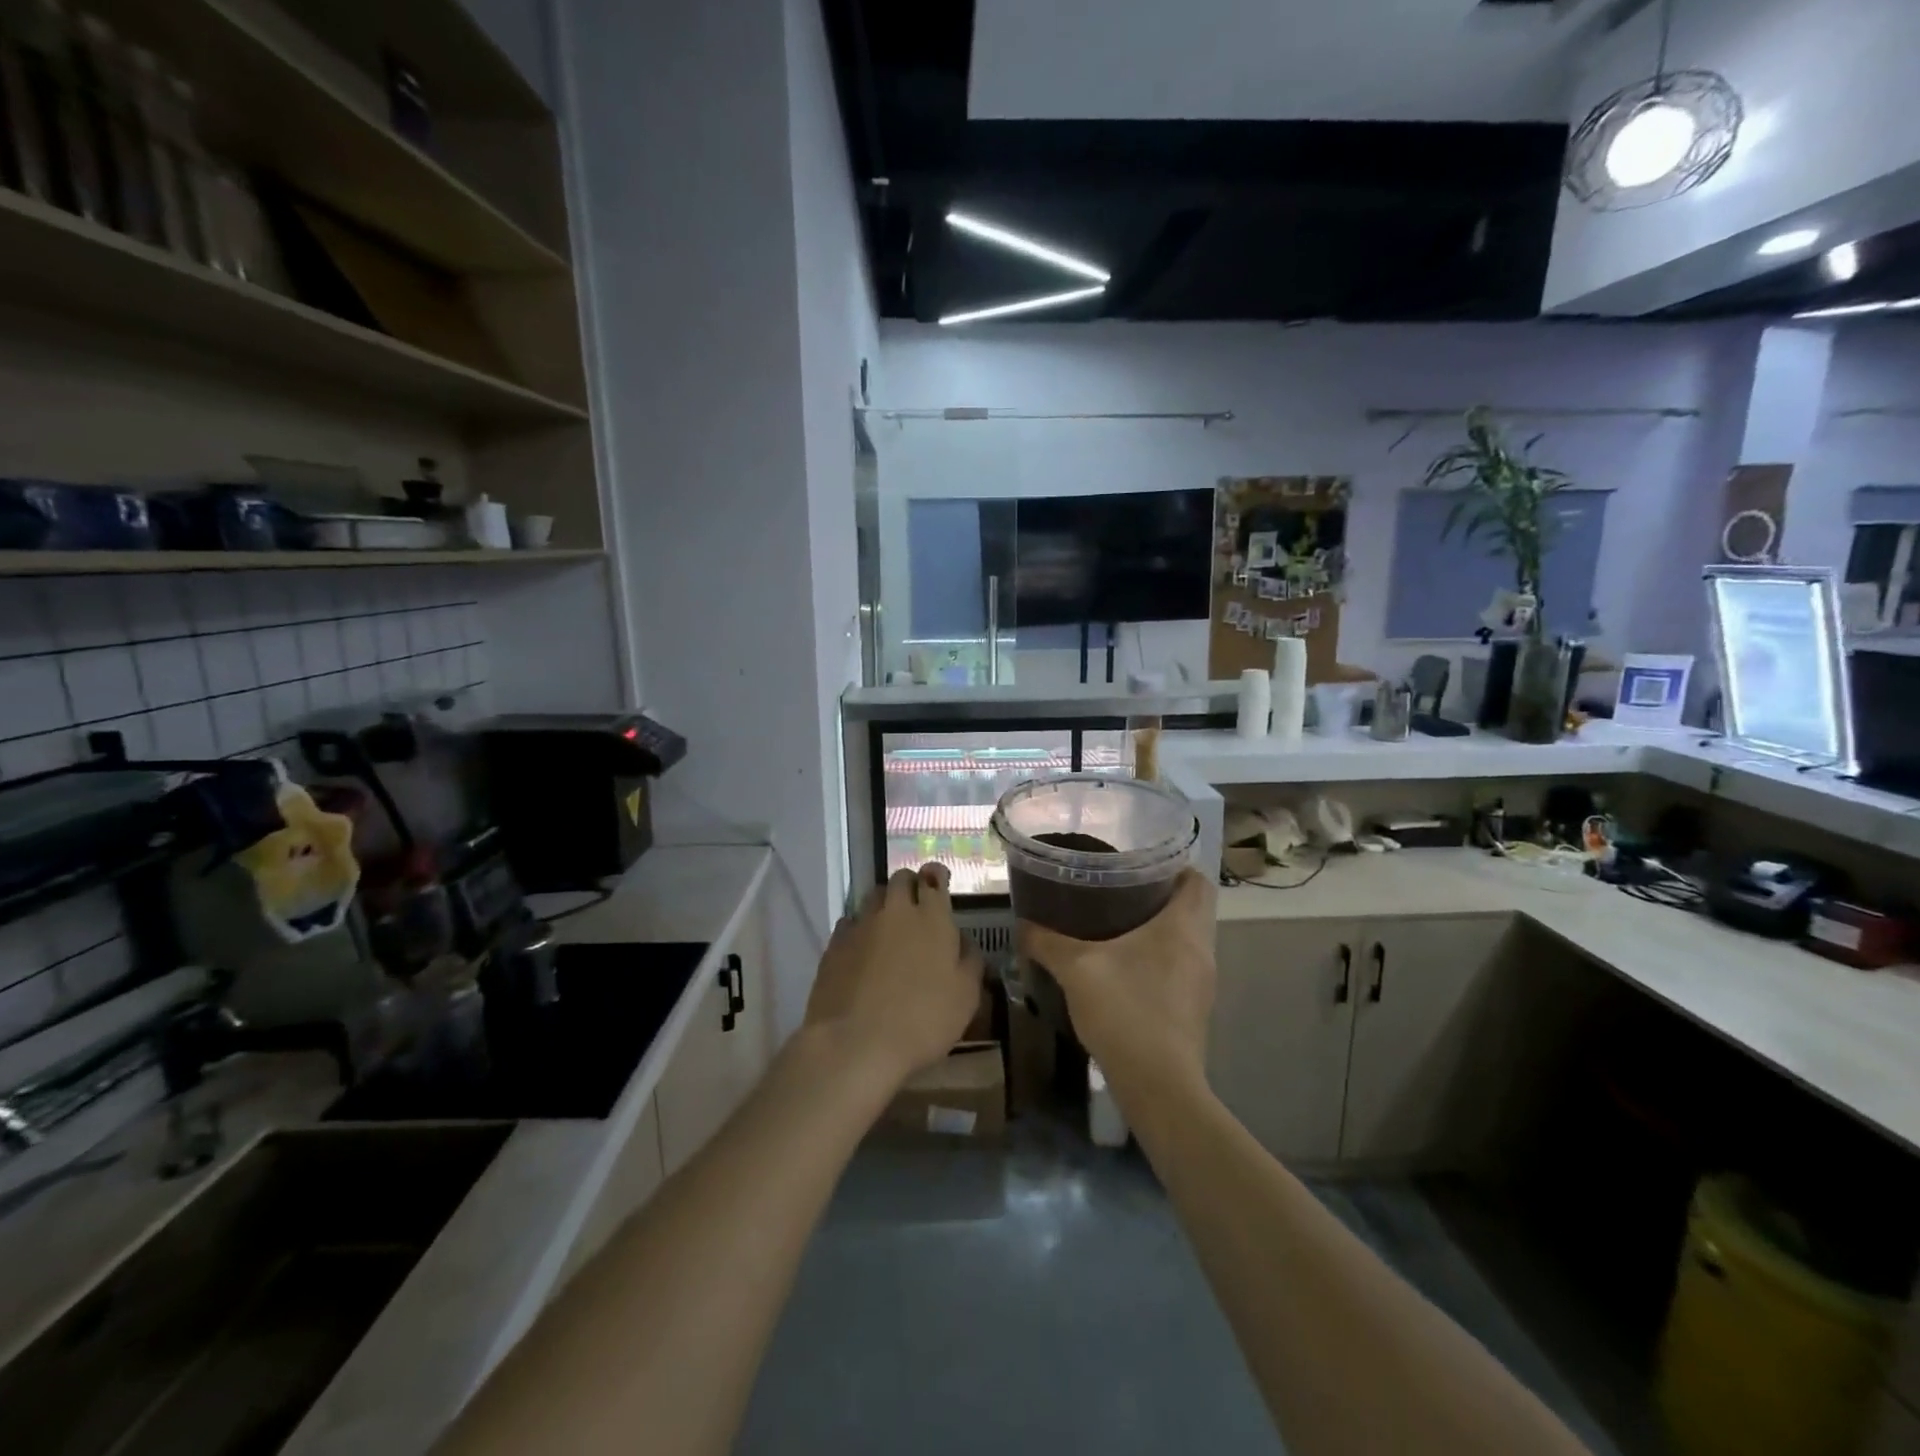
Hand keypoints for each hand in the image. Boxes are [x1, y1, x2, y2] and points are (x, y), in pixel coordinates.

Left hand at [806, 865, 984, 1089]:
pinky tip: (862, 948)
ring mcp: (861, 925)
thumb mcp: (966, 997)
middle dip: (910, 885)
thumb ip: (970, 961)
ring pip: (873, 896)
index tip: (938, 881)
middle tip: (916, 904)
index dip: (936, 877)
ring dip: (884, 903)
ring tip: (889, 925)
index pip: (934, 879)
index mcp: (932, 919)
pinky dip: (859, 927)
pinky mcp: (835, 944)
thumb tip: (963, 940)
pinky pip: (849, 922)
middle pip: (901, 879)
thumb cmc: (923, 1021)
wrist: (856, 1043)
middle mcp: (896, 912)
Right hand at [1016, 869, 1215, 1092]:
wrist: (1158, 1086)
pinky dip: (1159, 961)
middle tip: (1118, 892)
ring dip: (1159, 931)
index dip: (1173, 867)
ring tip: (1117, 928)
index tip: (1139, 866)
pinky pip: (1181, 969)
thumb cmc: (1124, 1012)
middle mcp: (1201, 950)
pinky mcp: (1195, 1010)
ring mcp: (1202, 984)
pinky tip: (1125, 971)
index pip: (1196, 880)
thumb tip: (1022, 924)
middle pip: (1192, 909)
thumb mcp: (1076, 969)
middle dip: (1159, 897)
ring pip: (1186, 941)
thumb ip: (1046, 942)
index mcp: (1182, 928)